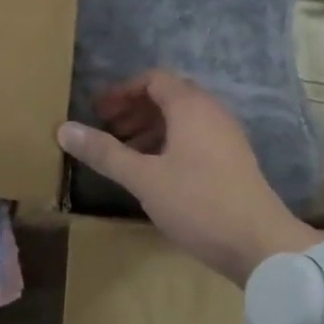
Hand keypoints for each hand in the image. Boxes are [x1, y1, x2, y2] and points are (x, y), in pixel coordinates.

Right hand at [57, 70, 318, 284]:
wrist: (260, 243)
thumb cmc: (198, 203)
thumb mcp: (144, 179)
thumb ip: (105, 152)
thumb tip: (64, 129)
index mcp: (191, 107)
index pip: (153, 79)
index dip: (122, 91)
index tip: (97, 111)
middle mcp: (212, 113)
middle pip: (168, 96)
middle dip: (134, 109)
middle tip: (106, 130)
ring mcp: (227, 137)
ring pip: (182, 120)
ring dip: (150, 128)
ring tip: (124, 153)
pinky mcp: (232, 161)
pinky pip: (195, 138)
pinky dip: (169, 144)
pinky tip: (154, 172)